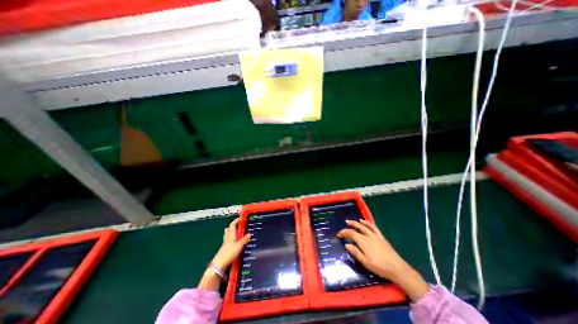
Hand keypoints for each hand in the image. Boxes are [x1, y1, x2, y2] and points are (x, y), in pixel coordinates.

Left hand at [211, 219, 250, 269]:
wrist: (218, 265)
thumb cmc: (229, 253)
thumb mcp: (239, 246)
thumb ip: (244, 240)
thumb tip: (249, 234)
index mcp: (231, 235)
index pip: (232, 225)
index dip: (236, 221)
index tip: (241, 218)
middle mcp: (227, 239)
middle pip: (228, 230)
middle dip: (233, 227)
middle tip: (239, 226)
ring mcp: (225, 245)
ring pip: (228, 236)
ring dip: (232, 233)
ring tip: (238, 234)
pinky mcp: (224, 250)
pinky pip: (228, 242)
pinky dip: (231, 241)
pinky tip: (235, 244)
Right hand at [339, 219, 428, 302]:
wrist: (397, 268)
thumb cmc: (379, 266)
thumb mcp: (365, 261)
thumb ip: (355, 252)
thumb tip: (346, 244)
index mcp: (363, 241)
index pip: (351, 233)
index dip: (344, 232)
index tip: (339, 235)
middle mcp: (368, 236)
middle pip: (357, 227)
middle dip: (350, 225)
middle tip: (345, 223)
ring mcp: (375, 235)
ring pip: (364, 226)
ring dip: (357, 222)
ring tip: (352, 221)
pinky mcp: (381, 237)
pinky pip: (373, 227)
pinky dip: (368, 223)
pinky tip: (364, 221)